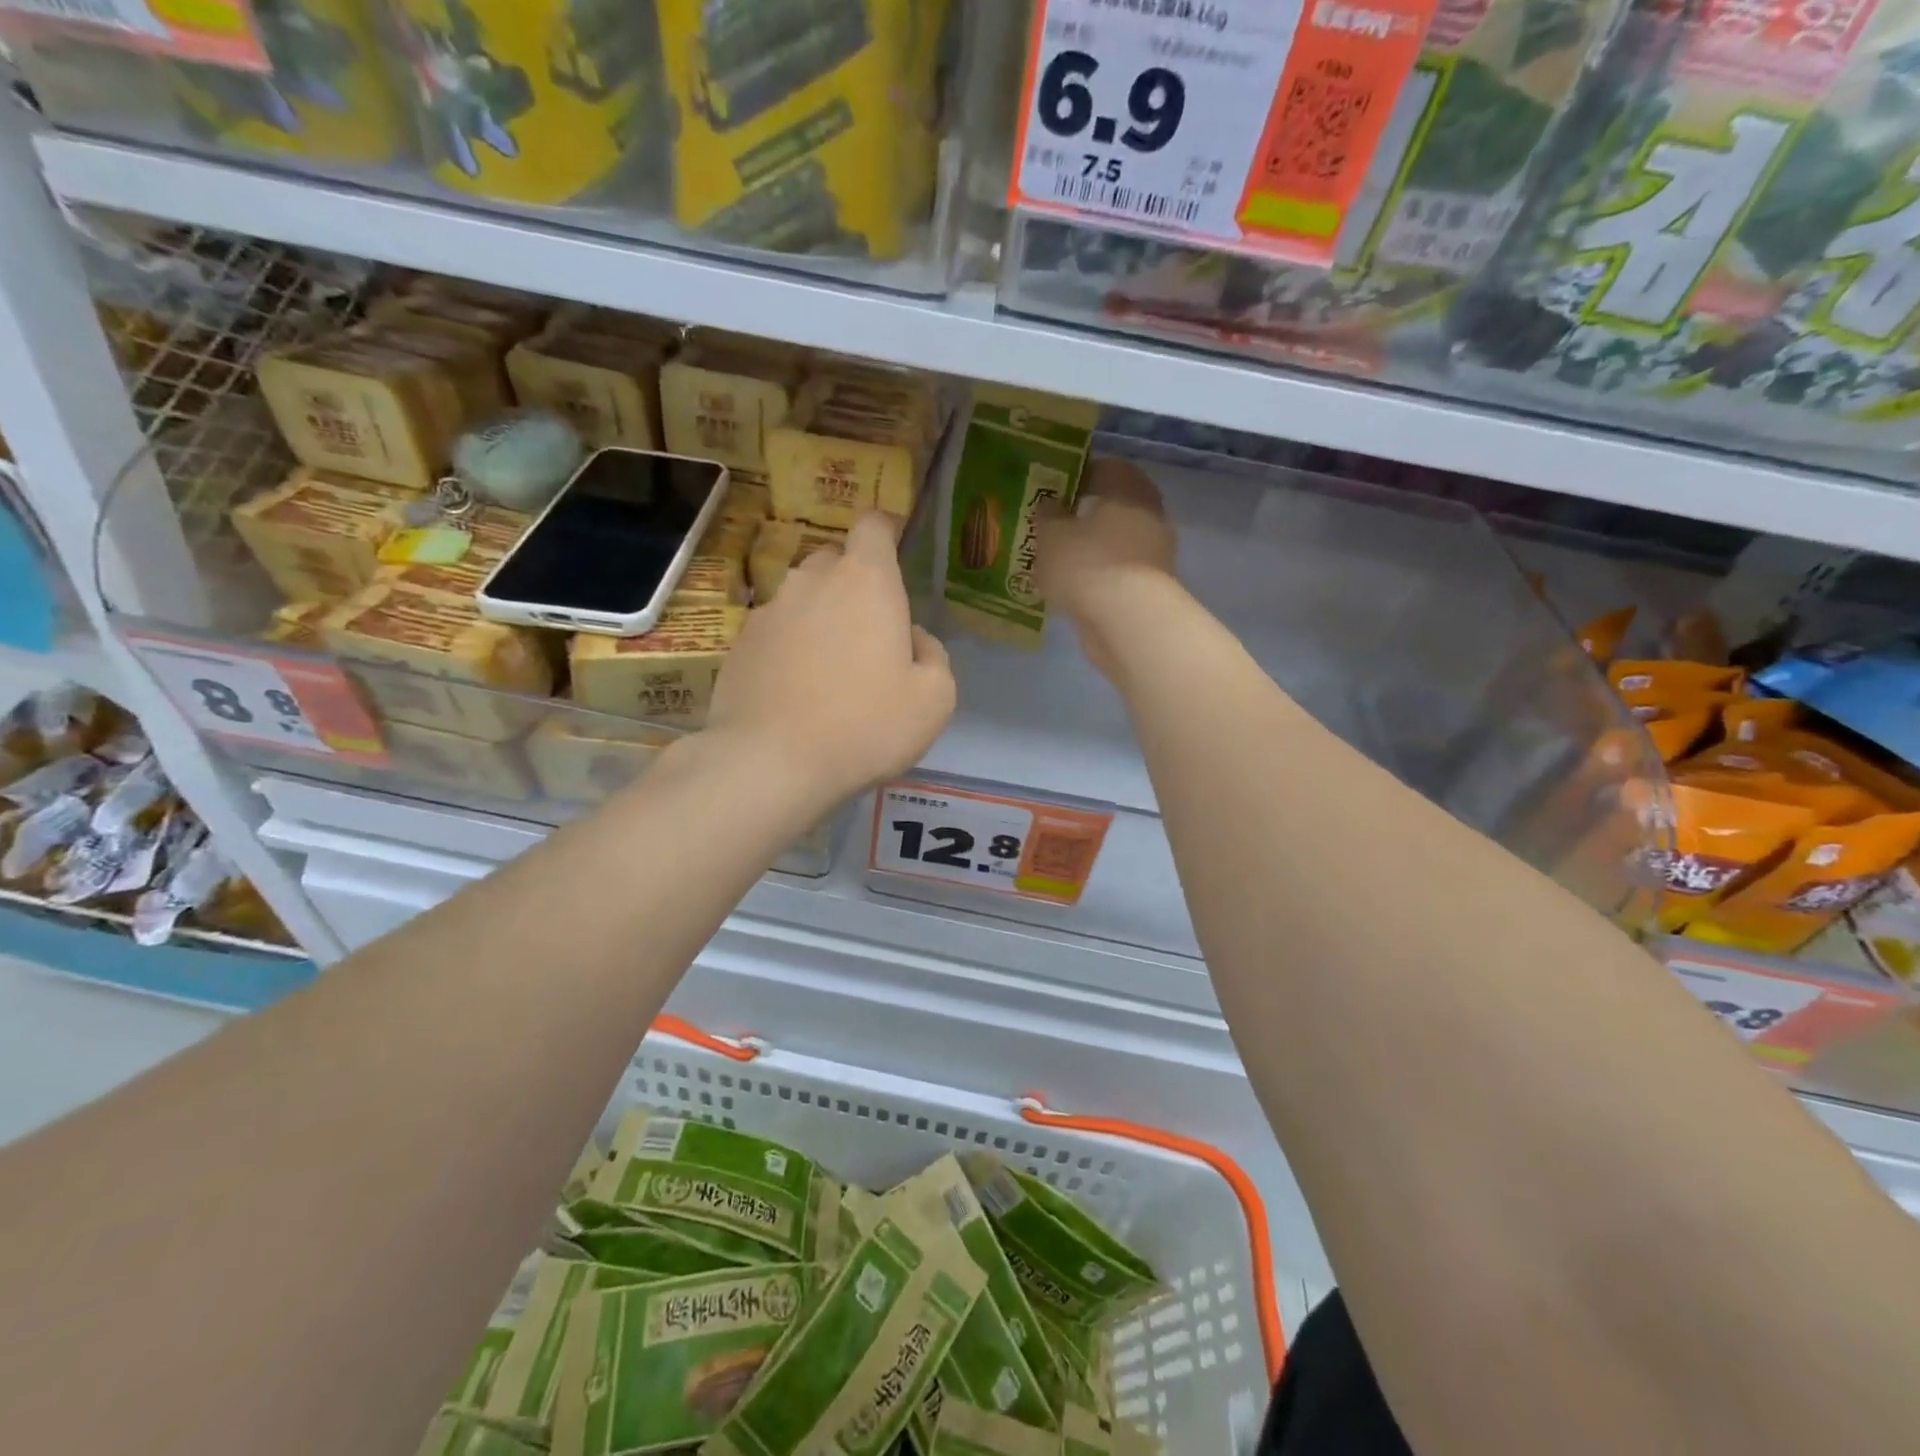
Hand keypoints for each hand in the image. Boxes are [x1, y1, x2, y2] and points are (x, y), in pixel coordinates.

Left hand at [709, 512, 954, 804]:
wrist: (770, 762)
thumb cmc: (865, 725)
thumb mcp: (934, 699)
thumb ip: (934, 656)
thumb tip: (913, 640)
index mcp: (866, 580)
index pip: (874, 524)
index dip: (886, 533)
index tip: (895, 557)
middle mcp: (812, 580)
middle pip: (836, 560)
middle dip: (855, 583)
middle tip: (870, 632)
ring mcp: (769, 610)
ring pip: (802, 596)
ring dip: (820, 617)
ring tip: (830, 668)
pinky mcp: (740, 643)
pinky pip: (775, 630)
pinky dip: (790, 647)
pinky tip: (796, 690)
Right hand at [1038, 457, 1177, 680]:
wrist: (1126, 620)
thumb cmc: (1087, 564)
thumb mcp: (1051, 535)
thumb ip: (1047, 515)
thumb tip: (1050, 505)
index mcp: (1128, 487)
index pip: (1106, 467)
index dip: (1078, 476)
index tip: (1054, 490)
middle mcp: (1149, 513)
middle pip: (1115, 505)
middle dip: (1086, 514)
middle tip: (1054, 526)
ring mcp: (1155, 552)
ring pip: (1117, 540)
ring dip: (1093, 547)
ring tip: (1059, 560)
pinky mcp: (1151, 586)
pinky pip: (1119, 571)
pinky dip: (1100, 574)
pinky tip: (1075, 587)